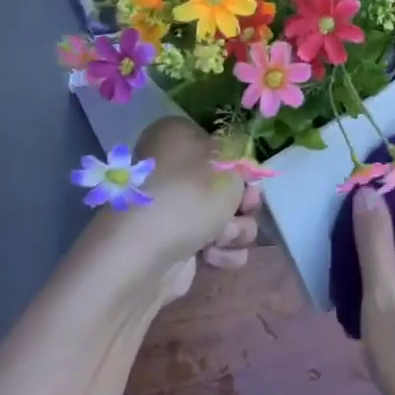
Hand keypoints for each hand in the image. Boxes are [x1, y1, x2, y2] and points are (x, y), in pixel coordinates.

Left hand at [92, 118, 259, 305]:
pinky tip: (211, 257)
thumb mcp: (228, 159)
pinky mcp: (178, 245)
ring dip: (236, 230)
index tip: (251, 179)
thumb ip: (243, 151)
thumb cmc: (188, 195)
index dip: (242, 165)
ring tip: (220, 238)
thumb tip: (238, 159)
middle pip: (229, 184)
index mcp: (177, 137)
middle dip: (243, 202)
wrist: (143, 257)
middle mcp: (173, 170)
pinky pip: (218, 244)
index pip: (222, 145)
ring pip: (228, 217)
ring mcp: (175, 211)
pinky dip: (222, 252)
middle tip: (244, 209)